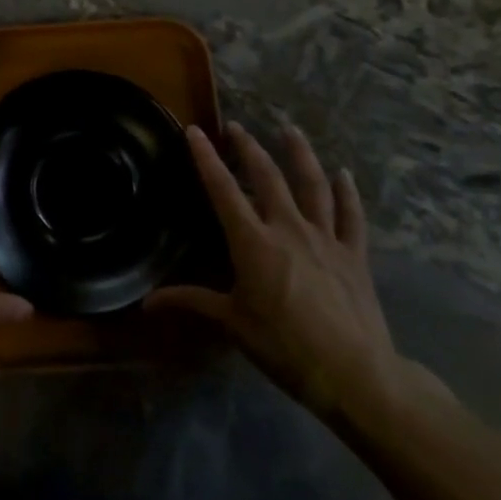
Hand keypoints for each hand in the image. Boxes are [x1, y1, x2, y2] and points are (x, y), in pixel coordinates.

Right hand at [147, 121, 424, 420]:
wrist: (353, 373)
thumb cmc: (284, 347)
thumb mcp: (232, 323)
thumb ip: (192, 302)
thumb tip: (146, 302)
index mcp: (253, 241)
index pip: (223, 190)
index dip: (206, 158)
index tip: (195, 130)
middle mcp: (288, 228)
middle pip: (267, 176)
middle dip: (249, 147)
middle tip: (236, 126)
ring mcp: (325, 238)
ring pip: (312, 184)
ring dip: (300, 154)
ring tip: (290, 129)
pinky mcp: (354, 254)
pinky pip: (351, 216)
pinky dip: (348, 193)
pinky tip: (345, 174)